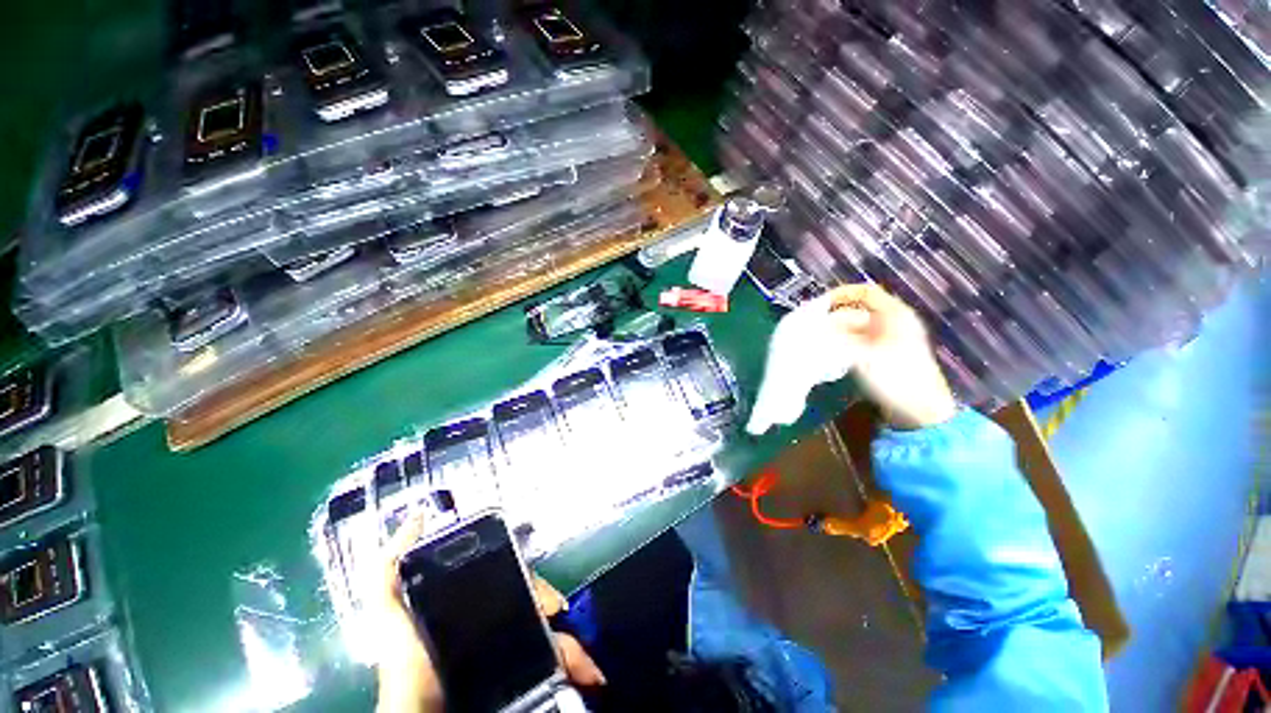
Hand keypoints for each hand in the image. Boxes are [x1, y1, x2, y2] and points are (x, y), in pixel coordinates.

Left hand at [374, 514, 605, 712]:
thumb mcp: (390, 603)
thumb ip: (392, 564)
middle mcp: (496, 618)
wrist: (421, 707)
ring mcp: (510, 645)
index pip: (512, 575)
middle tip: (555, 610)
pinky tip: (587, 670)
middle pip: (534, 598)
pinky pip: (554, 661)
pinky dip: (576, 662)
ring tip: (578, 647)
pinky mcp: (520, 671)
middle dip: (549, 599)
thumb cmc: (406, 656)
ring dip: (570, 638)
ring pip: (550, 631)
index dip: (529, 576)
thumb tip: (416, 517)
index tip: (539, 586)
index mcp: (475, 600)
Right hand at [826, 284, 957, 428]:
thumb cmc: (896, 378)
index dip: (841, 294)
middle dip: (833, 316)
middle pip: (857, 309)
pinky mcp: (882, 354)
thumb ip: (837, 338)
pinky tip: (827, 351)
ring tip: (814, 339)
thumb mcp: (863, 355)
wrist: (920, 410)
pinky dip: (841, 342)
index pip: (865, 291)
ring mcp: (887, 339)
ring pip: (854, 327)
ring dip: (834, 331)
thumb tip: (814, 328)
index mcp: (895, 315)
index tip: (818, 305)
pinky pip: (856, 340)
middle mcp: (892, 322)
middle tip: (810, 325)